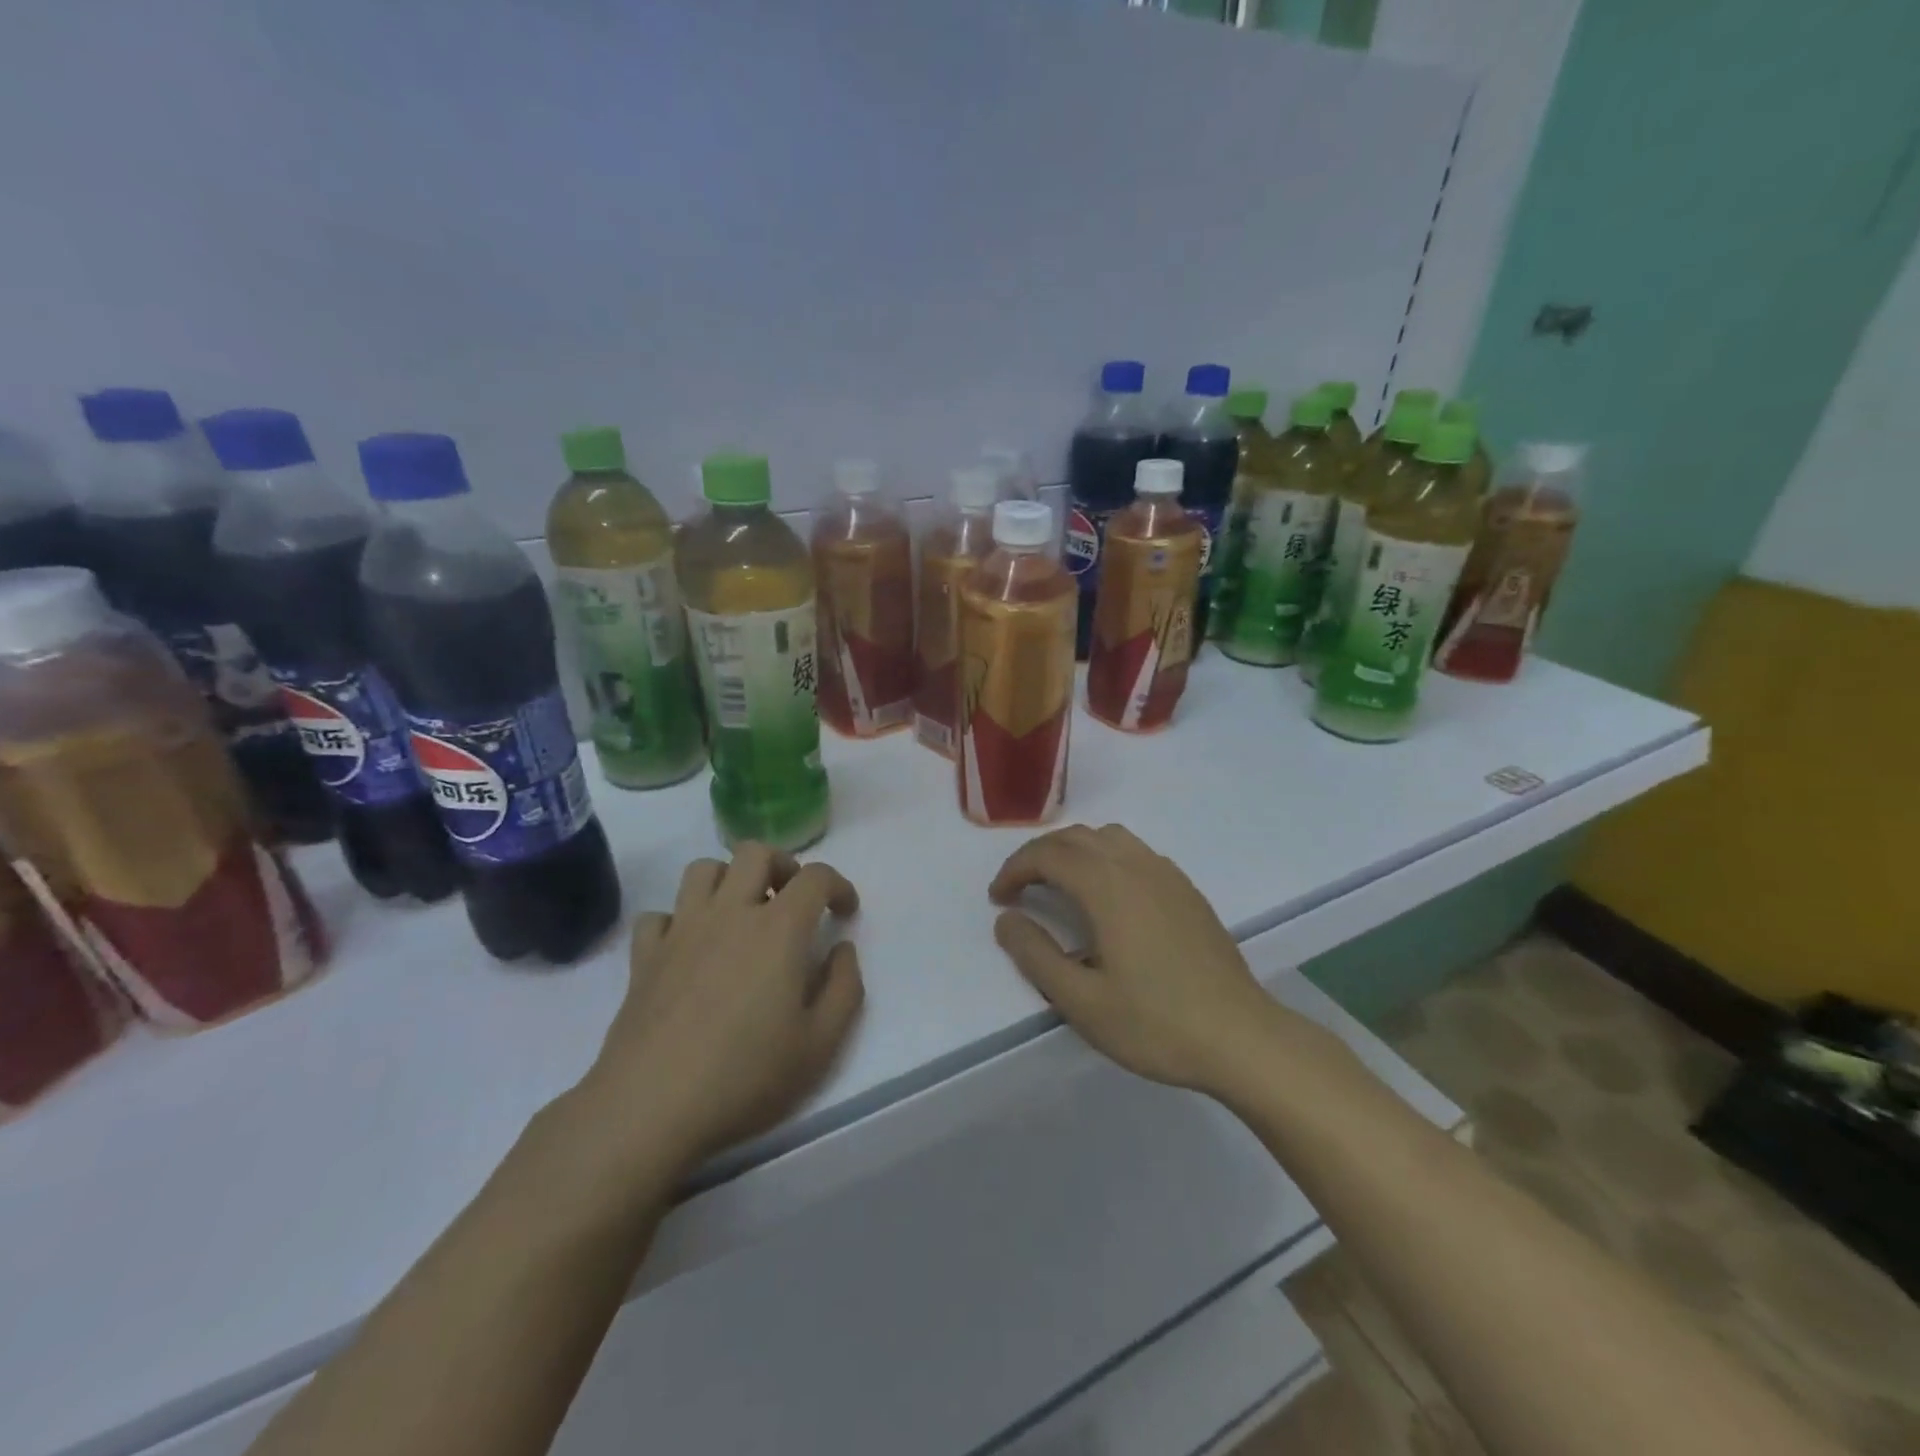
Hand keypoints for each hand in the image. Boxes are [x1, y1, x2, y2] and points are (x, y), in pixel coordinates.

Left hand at [581, 843, 863, 1176]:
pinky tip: (691, 948)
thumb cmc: (746, 1076)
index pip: (815, 877)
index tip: (845, 912)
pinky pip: (660, 914)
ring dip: (729, 880)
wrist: (650, 1107)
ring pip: (703, 870)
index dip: (839, 885)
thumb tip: (841, 950)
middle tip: (793, 901)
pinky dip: (679, 920)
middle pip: (754, 853)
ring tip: (743, 914)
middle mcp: (729, 913)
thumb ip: (844, 988)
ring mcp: (681, 930)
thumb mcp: (820, 1044)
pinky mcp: (644, 956)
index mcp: (778, 928)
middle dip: (783, 866)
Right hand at [989, 823, 1294, 1096]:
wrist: (1241, 1038)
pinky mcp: (1186, 890)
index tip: (998, 898)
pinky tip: (1107, 897)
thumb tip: (1006, 920)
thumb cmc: (1156, 1023)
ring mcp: (1167, 875)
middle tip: (1019, 889)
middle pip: (1076, 837)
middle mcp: (1136, 866)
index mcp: (1108, 887)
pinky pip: (1135, 852)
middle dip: (1039, 855)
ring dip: (1073, 850)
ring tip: (1058, 885)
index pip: (1048, 854)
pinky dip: (1105, 857)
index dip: (1015, 869)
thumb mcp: (1082, 1002)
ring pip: (1108, 837)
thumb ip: (1036, 956)